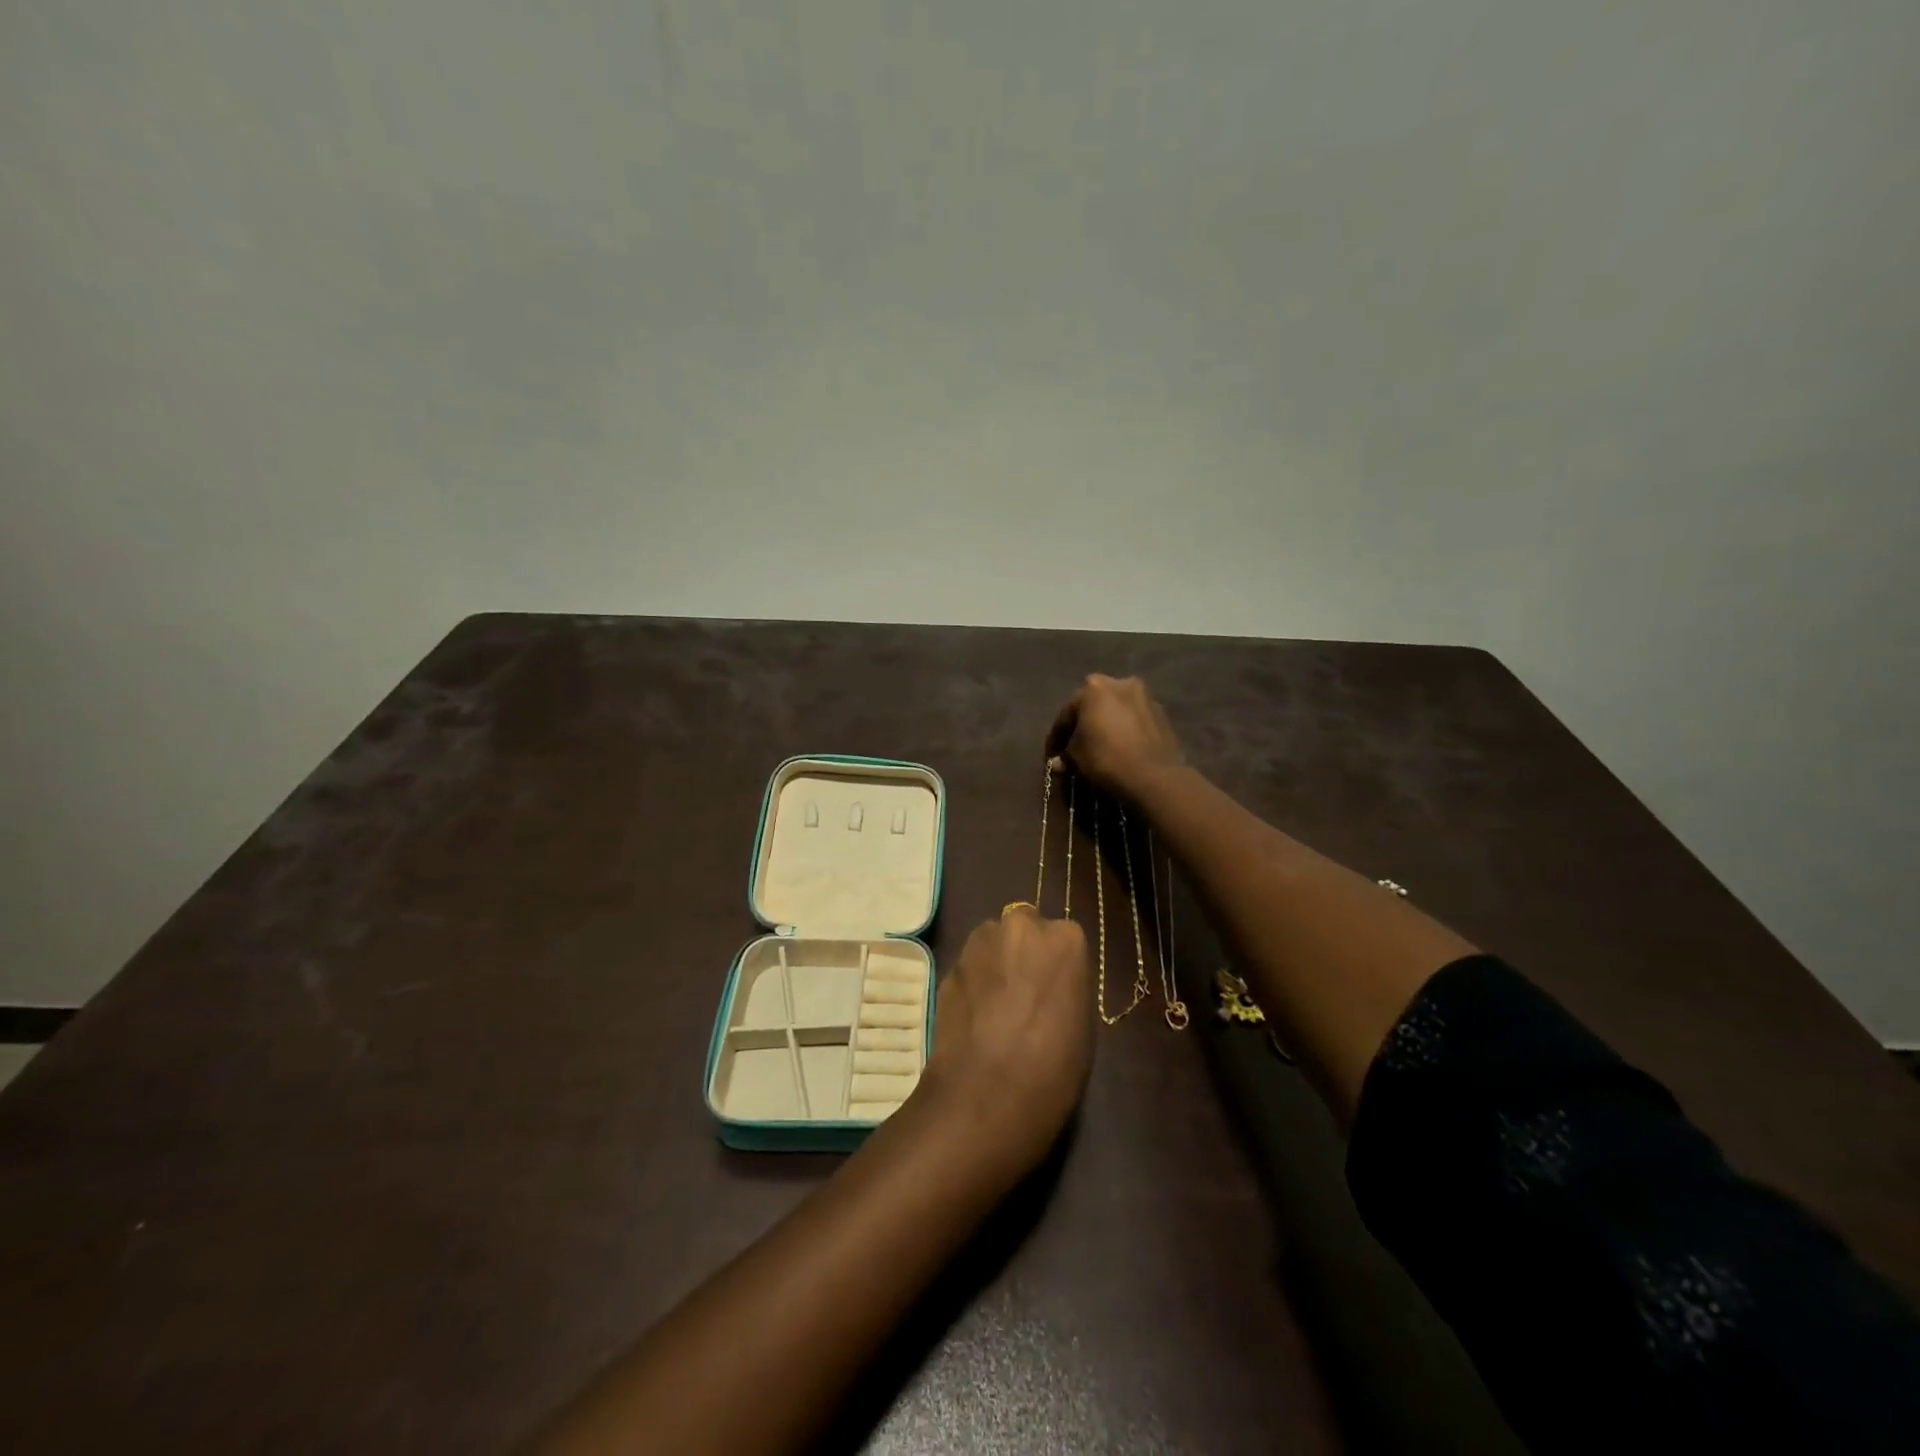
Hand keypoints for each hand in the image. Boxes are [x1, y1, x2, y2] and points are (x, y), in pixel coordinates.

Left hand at [919, 908, 1092, 1177]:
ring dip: (995, 961)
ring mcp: (979, 942)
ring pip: (992, 941)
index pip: (1064, 938)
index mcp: (1065, 939)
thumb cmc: (1053, 1068)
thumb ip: (1065, 985)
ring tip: (996, 1006)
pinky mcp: (949, 965)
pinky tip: (974, 1018)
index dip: (1058, 965)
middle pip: (1023, 928)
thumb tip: (1049, 982)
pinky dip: (972, 983)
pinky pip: (969, 967)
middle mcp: (1020, 926)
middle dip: (1023, 952)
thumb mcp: (1081, 1024)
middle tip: (1025, 993)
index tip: (1055, 991)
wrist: (987, 1094)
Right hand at [1045, 674, 1186, 800]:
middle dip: (1083, 725)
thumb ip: (1066, 754)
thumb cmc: (1106, 758)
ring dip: (1106, 726)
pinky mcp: (1162, 715)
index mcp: (1094, 688)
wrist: (1155, 776)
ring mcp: (1145, 697)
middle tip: (1075, 748)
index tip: (1052, 755)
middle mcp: (1120, 683)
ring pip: (1116, 711)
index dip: (1056, 737)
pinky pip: (1134, 721)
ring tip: (1099, 748)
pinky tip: (1120, 749)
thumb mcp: (1076, 756)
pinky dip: (1125, 731)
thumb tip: (1059, 762)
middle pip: (1094, 706)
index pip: (1067, 713)